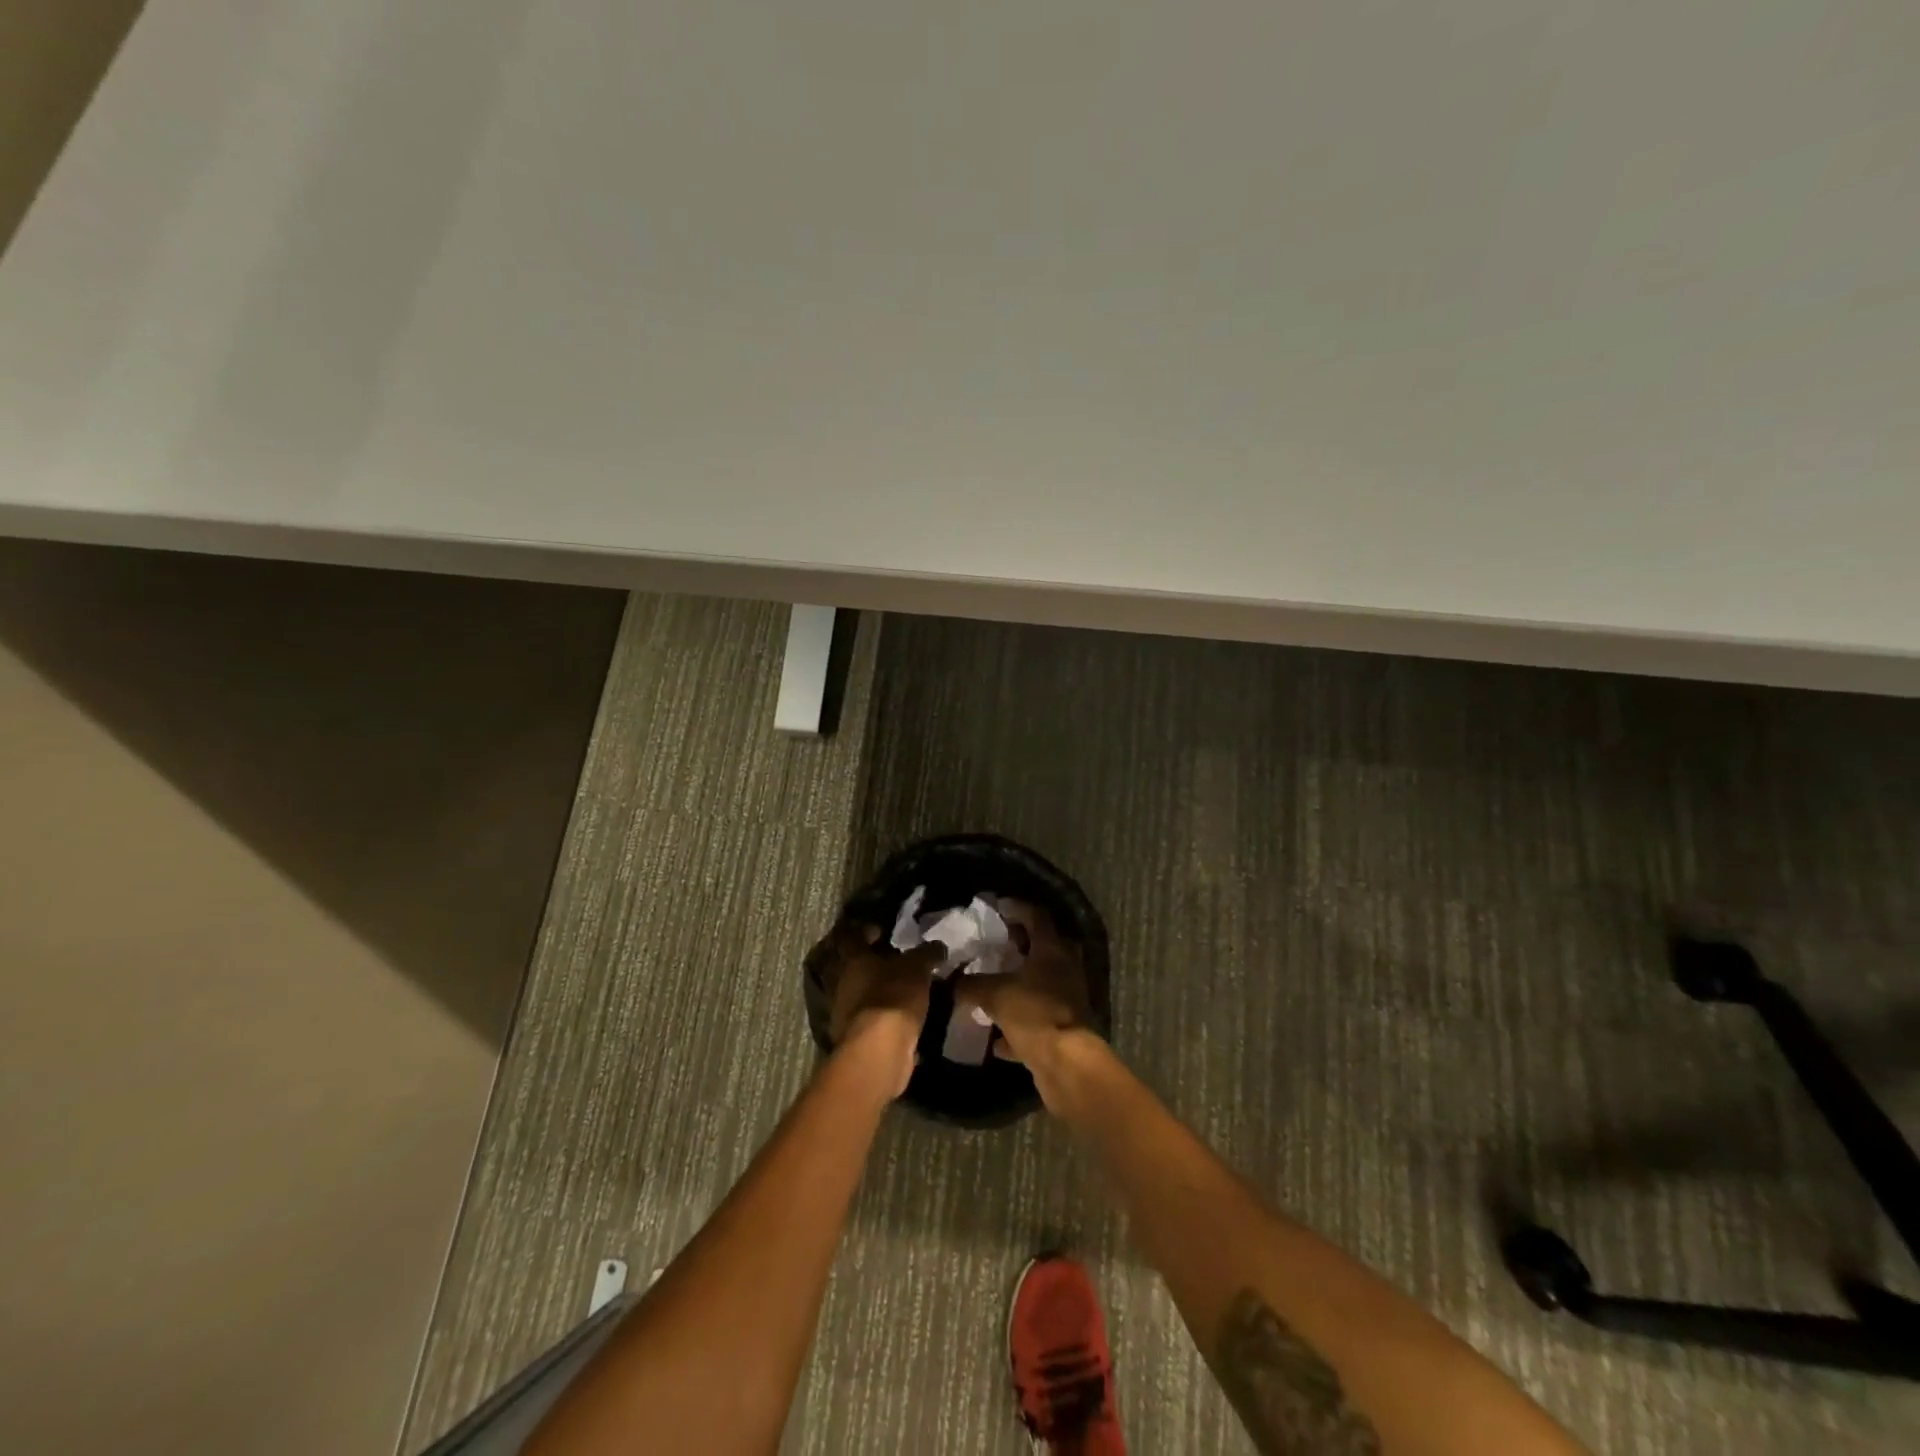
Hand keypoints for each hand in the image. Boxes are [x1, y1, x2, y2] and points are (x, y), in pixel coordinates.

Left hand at [816, 921, 940, 1096]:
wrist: (879, 1051)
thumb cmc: (893, 997)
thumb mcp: (918, 968)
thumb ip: (927, 954)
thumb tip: (937, 946)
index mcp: (852, 959)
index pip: (850, 935)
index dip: (864, 930)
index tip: (881, 931)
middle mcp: (841, 982)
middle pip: (848, 965)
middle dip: (867, 962)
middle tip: (890, 960)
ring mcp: (842, 1011)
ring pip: (855, 992)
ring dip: (872, 990)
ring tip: (897, 990)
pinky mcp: (851, 1036)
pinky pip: (864, 1017)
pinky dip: (877, 1014)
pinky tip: (896, 1016)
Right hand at [956, 900, 1090, 1071]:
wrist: (1066, 1063)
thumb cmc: (1033, 1013)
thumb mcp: (993, 994)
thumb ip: (970, 984)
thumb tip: (951, 982)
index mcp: (1052, 949)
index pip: (1036, 916)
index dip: (1016, 908)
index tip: (998, 908)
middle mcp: (1065, 968)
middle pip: (1044, 946)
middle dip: (1020, 944)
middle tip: (997, 944)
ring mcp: (1068, 997)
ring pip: (1042, 982)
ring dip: (1021, 982)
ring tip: (994, 983)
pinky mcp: (1065, 1026)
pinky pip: (1039, 1017)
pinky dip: (1020, 1023)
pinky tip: (997, 1037)